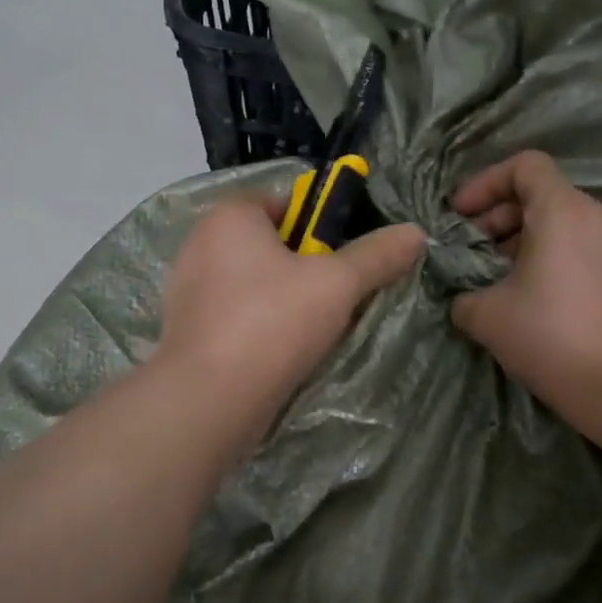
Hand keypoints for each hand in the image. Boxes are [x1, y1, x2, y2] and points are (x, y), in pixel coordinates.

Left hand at [157, 196, 425, 451]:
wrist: (209, 400)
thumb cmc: (273, 323)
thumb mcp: (337, 284)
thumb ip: (377, 256)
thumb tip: (415, 233)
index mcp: (230, 216)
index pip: (284, 202)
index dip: (320, 225)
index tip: (344, 259)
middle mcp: (200, 243)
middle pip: (270, 245)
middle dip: (305, 268)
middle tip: (336, 297)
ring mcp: (187, 290)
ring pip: (253, 284)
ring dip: (284, 300)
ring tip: (313, 331)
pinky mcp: (186, 330)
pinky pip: (235, 315)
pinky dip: (259, 327)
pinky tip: (281, 352)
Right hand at [450, 151, 601, 434]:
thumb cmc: (548, 337)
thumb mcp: (485, 315)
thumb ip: (463, 293)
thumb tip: (464, 295)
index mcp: (562, 211)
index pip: (525, 165)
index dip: (485, 183)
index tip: (460, 216)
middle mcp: (595, 215)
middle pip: (541, 193)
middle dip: (498, 215)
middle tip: (472, 250)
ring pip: (561, 221)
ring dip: (521, 238)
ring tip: (496, 275)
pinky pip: (579, 245)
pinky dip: (549, 255)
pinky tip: (530, 295)